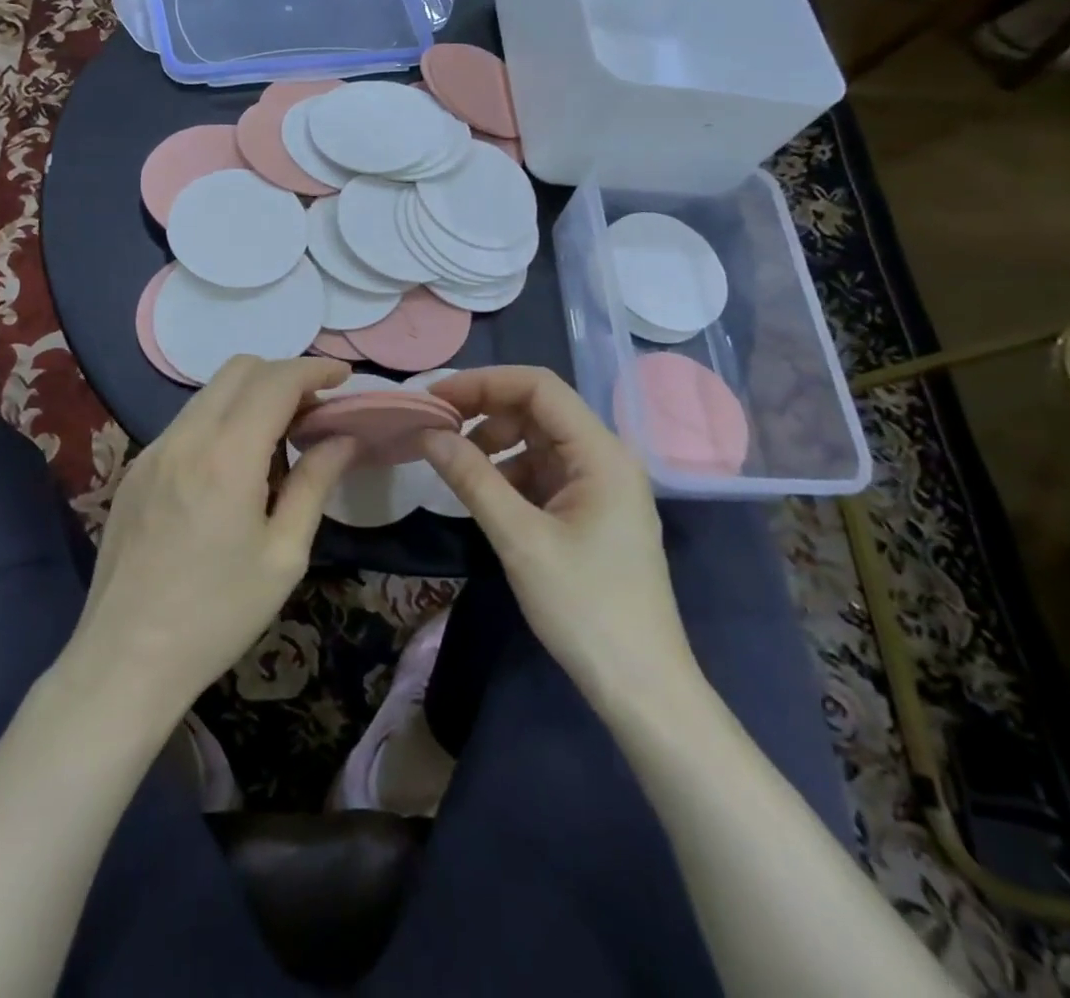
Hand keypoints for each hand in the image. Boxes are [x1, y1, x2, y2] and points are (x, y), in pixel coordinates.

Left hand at [63, 356, 355, 727]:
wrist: (126, 659)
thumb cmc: (217, 615)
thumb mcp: (283, 555)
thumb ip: (315, 484)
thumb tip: (344, 438)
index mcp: (227, 456)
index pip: (275, 380)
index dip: (314, 369)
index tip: (343, 378)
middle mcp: (185, 438)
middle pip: (239, 370)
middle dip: (283, 374)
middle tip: (314, 409)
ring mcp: (153, 450)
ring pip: (209, 393)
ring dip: (250, 396)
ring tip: (279, 437)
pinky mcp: (135, 469)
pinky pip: (186, 422)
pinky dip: (221, 420)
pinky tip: (234, 465)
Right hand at [420, 366, 698, 706]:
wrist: (641, 687)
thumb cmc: (585, 608)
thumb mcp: (520, 540)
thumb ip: (472, 478)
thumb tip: (428, 433)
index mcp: (601, 453)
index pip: (539, 386)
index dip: (484, 382)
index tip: (436, 398)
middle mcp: (606, 457)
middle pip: (539, 409)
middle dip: (485, 411)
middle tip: (436, 429)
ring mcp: (601, 484)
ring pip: (539, 440)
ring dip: (495, 443)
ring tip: (457, 467)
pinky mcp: (592, 510)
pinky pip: (544, 471)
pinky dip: (510, 473)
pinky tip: (486, 497)